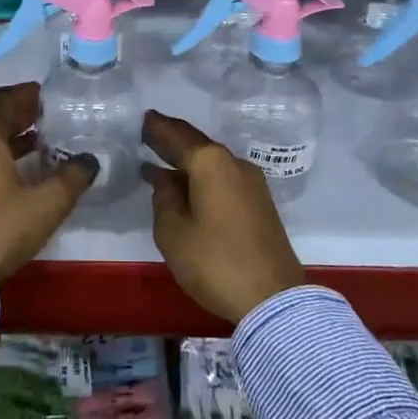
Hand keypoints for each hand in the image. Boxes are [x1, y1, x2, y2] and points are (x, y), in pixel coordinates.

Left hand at [0, 82, 97, 283]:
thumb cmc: (0, 228)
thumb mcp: (46, 204)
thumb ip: (72, 177)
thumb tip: (89, 160)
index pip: (4, 101)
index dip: (26, 95)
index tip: (47, 95)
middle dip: (17, 114)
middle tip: (44, 116)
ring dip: (5, 135)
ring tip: (36, 141)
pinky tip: (13, 169)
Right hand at [141, 110, 303, 322]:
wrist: (273, 300)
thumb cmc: (215, 261)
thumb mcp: (173, 232)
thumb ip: (164, 199)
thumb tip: (164, 179)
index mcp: (211, 163)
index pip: (178, 135)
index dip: (158, 127)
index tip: (144, 118)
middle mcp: (234, 164)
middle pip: (198, 146)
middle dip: (173, 141)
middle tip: (149, 135)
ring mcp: (252, 183)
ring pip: (213, 164)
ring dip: (188, 163)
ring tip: (163, 164)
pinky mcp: (260, 204)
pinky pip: (224, 179)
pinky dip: (203, 177)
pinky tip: (189, 188)